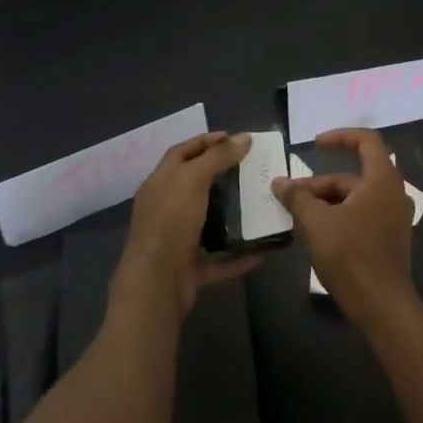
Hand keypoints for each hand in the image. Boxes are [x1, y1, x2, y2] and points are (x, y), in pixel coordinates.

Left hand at [112, 132, 262, 322]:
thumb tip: (244, 137)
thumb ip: (217, 157)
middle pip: (196, 185)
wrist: (156, 284)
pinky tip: (266, 247)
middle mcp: (167, 208)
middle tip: (253, 168)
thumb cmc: (170, 221)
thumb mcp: (192, 179)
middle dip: (223, 175)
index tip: (234, 137)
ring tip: (261, 201)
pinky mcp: (192, 268)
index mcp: (160, 183)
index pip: (182, 152)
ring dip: (233, 214)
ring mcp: (178, 240)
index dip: (206, 141)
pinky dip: (242, 253)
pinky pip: (222, 258)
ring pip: (209, 222)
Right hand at [272, 128, 416, 323]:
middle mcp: (393, 193)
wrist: (383, 308)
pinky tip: (318, 233)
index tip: (315, 146)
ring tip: (298, 216)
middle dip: (321, 182)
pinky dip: (340, 215)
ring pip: (356, 197)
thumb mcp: (316, 223)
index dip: (340, 137)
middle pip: (355, 174)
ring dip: (327, 201)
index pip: (366, 140)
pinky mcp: (390, 238)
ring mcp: (394, 217)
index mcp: (382, 180)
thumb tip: (279, 182)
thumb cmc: (351, 256)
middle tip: (293, 195)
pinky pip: (362, 214)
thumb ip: (297, 197)